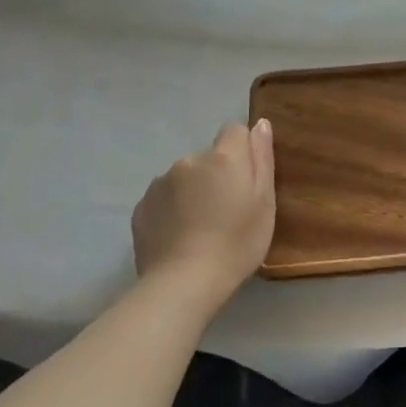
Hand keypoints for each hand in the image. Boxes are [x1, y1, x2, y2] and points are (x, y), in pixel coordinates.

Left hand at [131, 120, 275, 314]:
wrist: (184, 283)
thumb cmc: (237, 242)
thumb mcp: (264, 201)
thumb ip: (261, 158)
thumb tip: (260, 123)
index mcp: (222, 157)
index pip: (234, 130)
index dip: (243, 150)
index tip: (247, 179)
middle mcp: (188, 161)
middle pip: (209, 157)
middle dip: (217, 174)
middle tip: (227, 211)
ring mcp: (160, 183)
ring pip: (185, 177)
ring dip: (194, 191)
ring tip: (201, 227)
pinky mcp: (141, 207)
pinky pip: (164, 198)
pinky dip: (173, 209)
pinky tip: (180, 236)